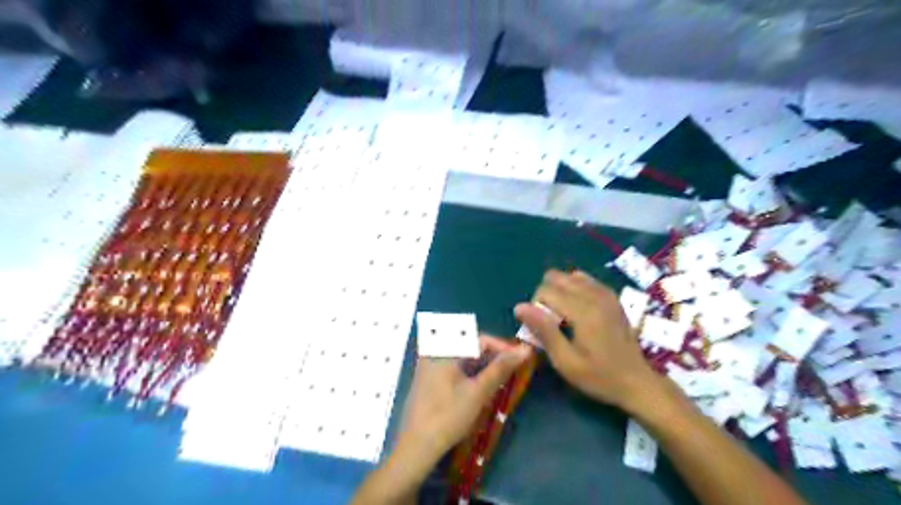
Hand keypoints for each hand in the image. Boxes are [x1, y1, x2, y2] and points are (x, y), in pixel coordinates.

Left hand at [397, 334, 528, 466]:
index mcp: (445, 349)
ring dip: (482, 363)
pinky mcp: (428, 377)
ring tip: (500, 377)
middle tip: (512, 368)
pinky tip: (479, 383)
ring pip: (463, 356)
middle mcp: (434, 350)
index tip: (520, 358)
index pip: (480, 339)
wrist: (417, 446)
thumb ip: (501, 368)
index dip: (503, 347)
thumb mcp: (478, 392)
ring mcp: (428, 363)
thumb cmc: (449, 416)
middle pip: (470, 345)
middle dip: (493, 355)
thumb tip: (525, 349)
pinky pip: (453, 365)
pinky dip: (469, 371)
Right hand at [518, 271, 660, 412]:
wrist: (637, 382)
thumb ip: (543, 331)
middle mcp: (595, 295)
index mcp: (583, 311)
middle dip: (546, 295)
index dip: (535, 307)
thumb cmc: (599, 377)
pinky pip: (585, 280)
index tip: (542, 329)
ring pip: (570, 275)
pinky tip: (578, 310)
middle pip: (556, 277)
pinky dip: (574, 289)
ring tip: (564, 315)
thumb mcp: (566, 362)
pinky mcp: (611, 296)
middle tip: (552, 321)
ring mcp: (606, 293)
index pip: (546, 290)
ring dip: (560, 291)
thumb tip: (519, 307)